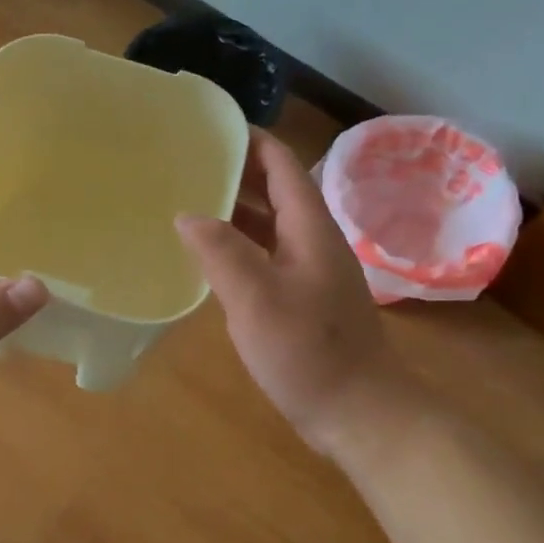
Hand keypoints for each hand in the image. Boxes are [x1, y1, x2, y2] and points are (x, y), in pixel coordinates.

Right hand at [177, 130, 415, 454]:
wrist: (359, 414)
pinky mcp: (301, 299)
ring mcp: (308, 272)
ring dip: (232, 211)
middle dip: (233, 173)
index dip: (249, 141)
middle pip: (274, 191)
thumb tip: (188, 215)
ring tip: (184, 201)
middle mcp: (311, 241)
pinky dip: (236, 246)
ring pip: (268, 226)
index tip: (208, 128)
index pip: (281, 164)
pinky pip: (264, 256)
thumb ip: (221, 251)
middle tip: (184, 165)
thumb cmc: (309, 351)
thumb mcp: (257, 298)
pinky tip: (206, 257)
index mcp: (309, 228)